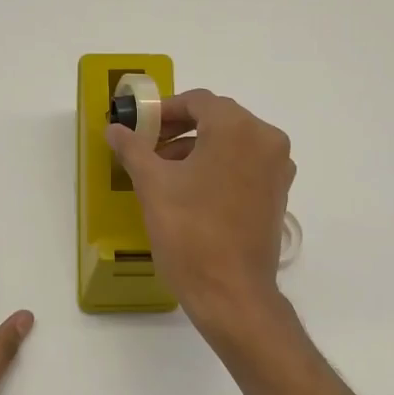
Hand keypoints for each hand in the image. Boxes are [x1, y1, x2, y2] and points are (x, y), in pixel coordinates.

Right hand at [105, 90, 294, 334]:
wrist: (231, 293)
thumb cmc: (190, 232)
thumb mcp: (153, 186)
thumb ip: (133, 149)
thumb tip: (116, 129)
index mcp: (238, 128)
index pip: (198, 101)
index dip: (164, 110)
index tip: (139, 127)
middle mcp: (266, 140)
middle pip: (217, 119)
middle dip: (179, 129)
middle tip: (147, 147)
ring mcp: (277, 169)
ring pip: (232, 143)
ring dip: (197, 149)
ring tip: (163, 172)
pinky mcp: (278, 195)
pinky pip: (244, 166)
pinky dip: (218, 168)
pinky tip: (190, 191)